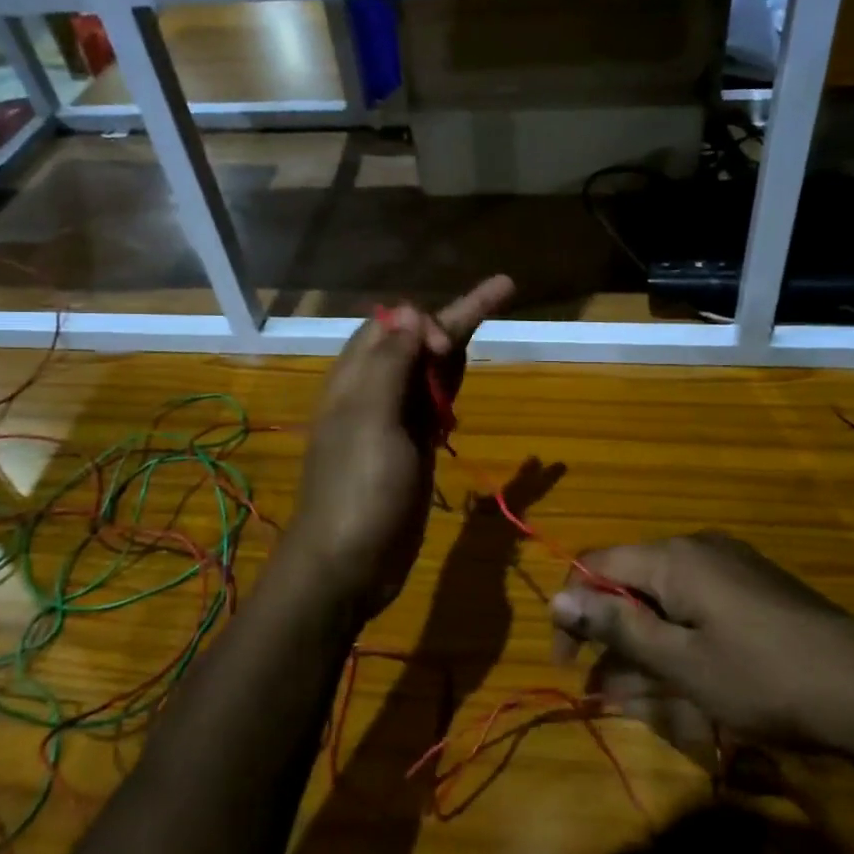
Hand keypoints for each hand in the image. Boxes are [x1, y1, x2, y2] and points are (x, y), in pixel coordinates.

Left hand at [285, 275, 514, 620]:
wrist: (350, 563)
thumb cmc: (357, 488)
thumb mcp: (370, 418)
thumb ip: (390, 363)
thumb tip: (411, 313)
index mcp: (356, 378)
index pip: (393, 325)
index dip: (425, 321)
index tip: (448, 344)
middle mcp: (374, 392)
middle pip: (417, 342)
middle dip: (455, 317)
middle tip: (503, 290)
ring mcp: (394, 422)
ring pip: (429, 371)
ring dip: (457, 345)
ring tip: (492, 310)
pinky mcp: (412, 449)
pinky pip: (435, 405)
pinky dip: (451, 386)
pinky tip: (463, 374)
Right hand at [551, 532, 853, 786]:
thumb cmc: (764, 680)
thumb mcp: (681, 662)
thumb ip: (616, 625)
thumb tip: (557, 597)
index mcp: (673, 557)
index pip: (595, 565)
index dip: (572, 610)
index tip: (567, 663)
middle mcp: (698, 547)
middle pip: (630, 580)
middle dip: (609, 632)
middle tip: (601, 688)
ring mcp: (731, 564)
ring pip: (663, 597)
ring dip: (642, 641)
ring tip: (638, 694)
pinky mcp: (755, 586)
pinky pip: (697, 604)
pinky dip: (678, 637)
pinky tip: (683, 676)